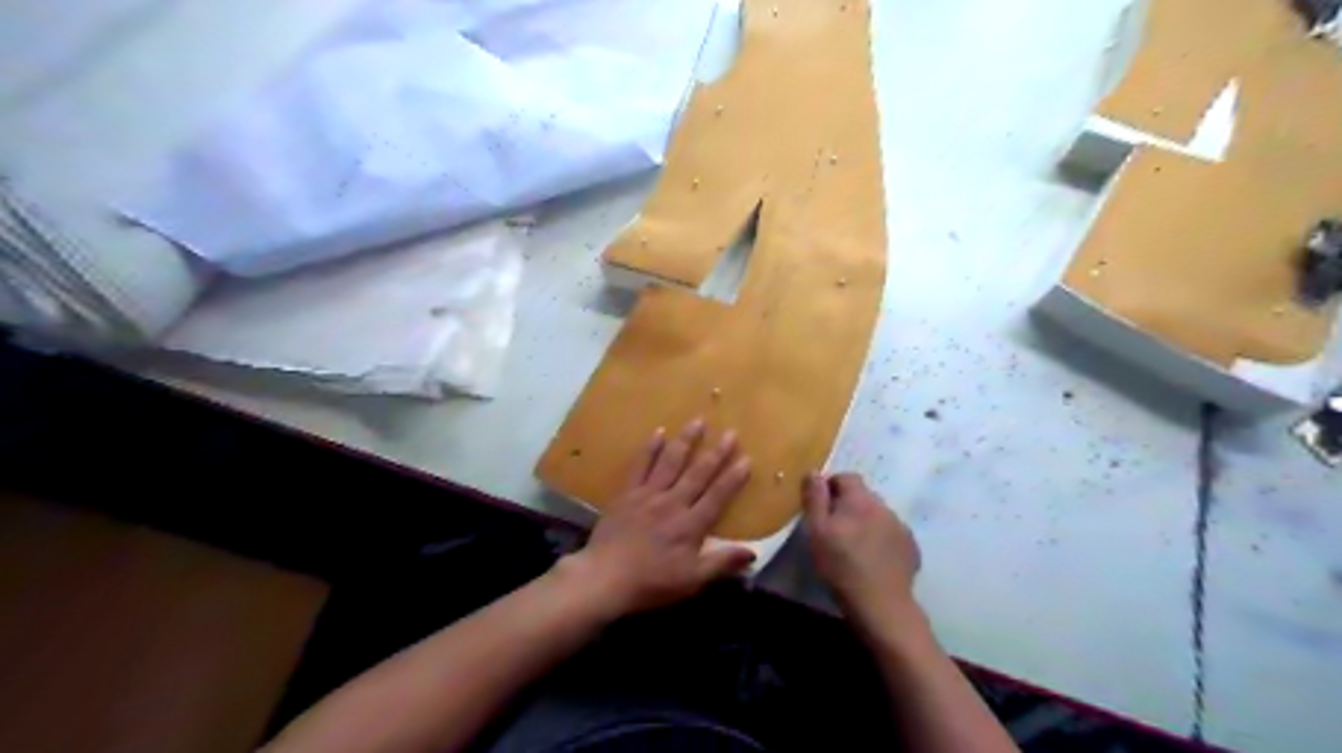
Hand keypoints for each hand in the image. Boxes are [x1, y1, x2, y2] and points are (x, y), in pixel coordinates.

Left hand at [558, 421, 753, 620]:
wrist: (604, 577)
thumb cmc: (651, 583)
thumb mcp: (691, 580)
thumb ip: (721, 563)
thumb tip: (753, 552)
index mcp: (690, 525)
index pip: (717, 496)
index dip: (733, 478)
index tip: (747, 459)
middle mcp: (672, 503)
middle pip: (698, 473)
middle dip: (716, 453)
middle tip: (730, 432)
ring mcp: (648, 495)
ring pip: (671, 462)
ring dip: (686, 441)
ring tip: (697, 421)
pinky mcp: (627, 493)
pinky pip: (640, 466)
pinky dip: (650, 448)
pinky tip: (658, 432)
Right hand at [800, 474, 916, 624]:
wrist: (881, 605)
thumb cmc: (841, 565)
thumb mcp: (816, 531)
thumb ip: (815, 498)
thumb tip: (814, 472)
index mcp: (860, 499)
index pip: (846, 477)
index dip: (831, 487)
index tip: (820, 508)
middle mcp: (884, 507)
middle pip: (863, 496)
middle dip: (848, 506)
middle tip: (833, 530)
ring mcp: (901, 527)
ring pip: (878, 516)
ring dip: (865, 523)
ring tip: (853, 547)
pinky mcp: (911, 548)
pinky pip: (891, 535)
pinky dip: (880, 540)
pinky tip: (872, 560)